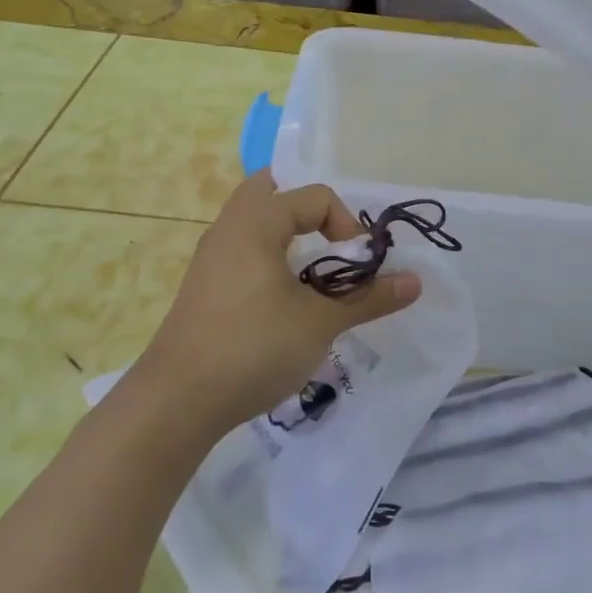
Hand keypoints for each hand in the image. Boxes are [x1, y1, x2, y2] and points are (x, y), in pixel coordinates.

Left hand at [131, 171, 421, 439]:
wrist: (176, 401)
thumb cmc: (253, 347)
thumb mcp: (319, 323)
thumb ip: (368, 298)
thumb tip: (415, 282)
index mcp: (256, 221)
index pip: (314, 197)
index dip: (347, 226)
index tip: (359, 267)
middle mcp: (229, 227)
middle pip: (272, 191)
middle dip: (309, 211)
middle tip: (333, 243)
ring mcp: (211, 257)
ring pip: (254, 222)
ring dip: (288, 236)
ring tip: (314, 271)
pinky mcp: (204, 286)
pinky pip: (242, 250)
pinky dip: (268, 257)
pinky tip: (283, 299)